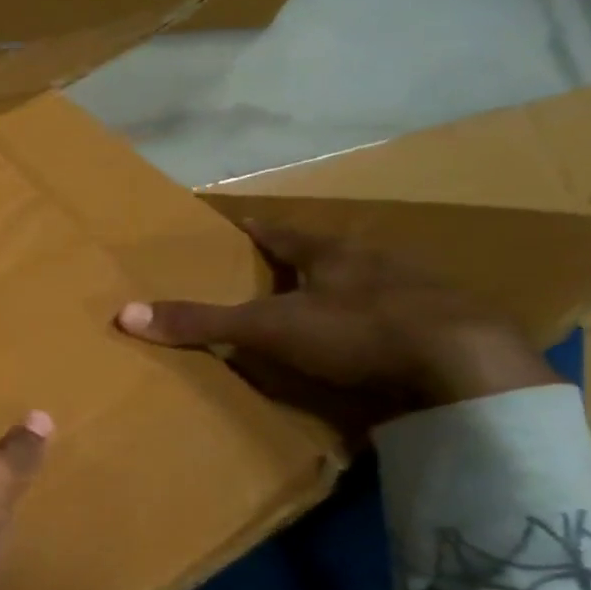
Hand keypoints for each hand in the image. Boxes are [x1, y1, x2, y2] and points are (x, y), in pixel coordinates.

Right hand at [117, 220, 558, 423]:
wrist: (465, 368)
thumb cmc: (357, 330)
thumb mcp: (269, 327)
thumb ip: (203, 321)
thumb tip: (125, 313)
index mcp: (333, 254)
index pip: (283, 233)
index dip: (257, 229)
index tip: (239, 221)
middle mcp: (376, 265)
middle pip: (330, 256)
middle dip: (305, 261)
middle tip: (278, 269)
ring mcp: (417, 296)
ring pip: (370, 286)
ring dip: (347, 294)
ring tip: (324, 307)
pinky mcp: (447, 332)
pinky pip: (402, 322)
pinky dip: (381, 329)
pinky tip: (374, 346)